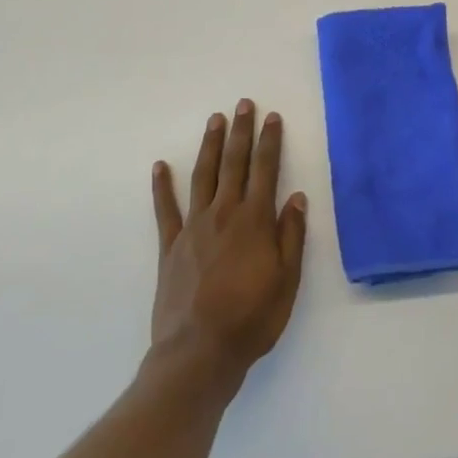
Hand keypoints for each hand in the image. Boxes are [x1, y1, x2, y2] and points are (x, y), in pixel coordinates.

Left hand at [149, 100, 307, 390]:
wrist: (199, 352)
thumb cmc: (252, 319)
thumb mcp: (287, 281)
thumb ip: (291, 236)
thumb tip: (296, 198)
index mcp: (255, 221)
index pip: (265, 170)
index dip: (270, 141)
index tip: (272, 117)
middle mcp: (224, 214)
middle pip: (234, 164)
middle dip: (241, 132)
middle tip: (243, 104)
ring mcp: (193, 228)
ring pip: (203, 176)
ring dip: (210, 146)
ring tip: (215, 120)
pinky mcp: (170, 246)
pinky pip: (165, 209)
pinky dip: (162, 186)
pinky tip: (160, 166)